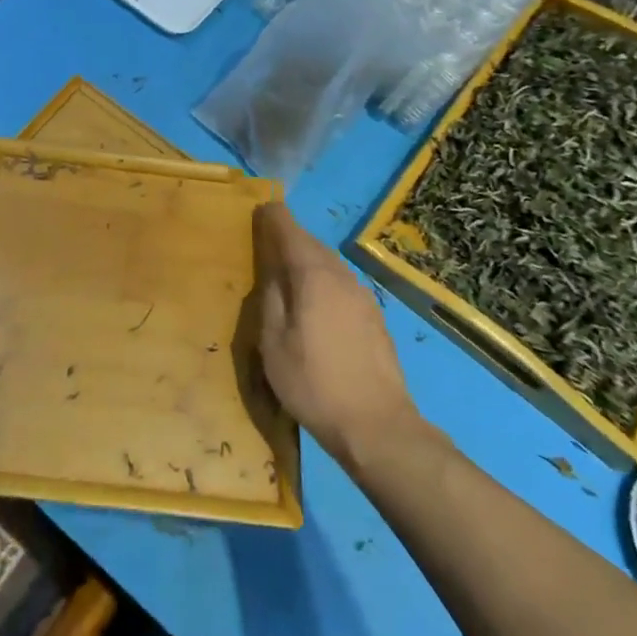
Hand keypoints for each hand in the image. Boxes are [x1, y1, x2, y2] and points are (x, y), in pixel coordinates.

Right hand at [255, 201, 420, 470]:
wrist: (378, 427)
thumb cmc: (314, 383)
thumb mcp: (273, 344)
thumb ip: (269, 300)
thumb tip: (271, 273)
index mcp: (313, 275)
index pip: (289, 229)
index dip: (272, 216)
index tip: (259, 208)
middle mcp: (341, 276)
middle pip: (311, 244)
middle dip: (289, 237)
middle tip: (267, 241)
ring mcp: (363, 296)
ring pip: (329, 264)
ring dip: (307, 259)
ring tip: (287, 272)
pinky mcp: (374, 317)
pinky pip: (341, 284)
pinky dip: (323, 280)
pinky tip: (315, 302)